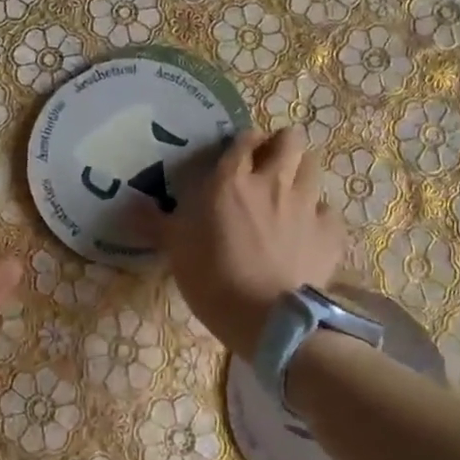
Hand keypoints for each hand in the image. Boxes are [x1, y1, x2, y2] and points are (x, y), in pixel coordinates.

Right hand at [151, 127, 346, 359]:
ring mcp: (306, 204)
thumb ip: (155, 223)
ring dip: (302, 172)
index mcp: (231, 182)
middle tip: (272, 162)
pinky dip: (319, 216)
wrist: (268, 319)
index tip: (242, 153)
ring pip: (313, 167)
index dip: (245, 143)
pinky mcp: (331, 231)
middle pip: (289, 141)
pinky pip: (328, 211)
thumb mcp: (176, 250)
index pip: (244, 141)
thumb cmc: (213, 280)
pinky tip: (310, 231)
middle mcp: (272, 183)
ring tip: (292, 190)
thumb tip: (129, 205)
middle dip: (283, 144)